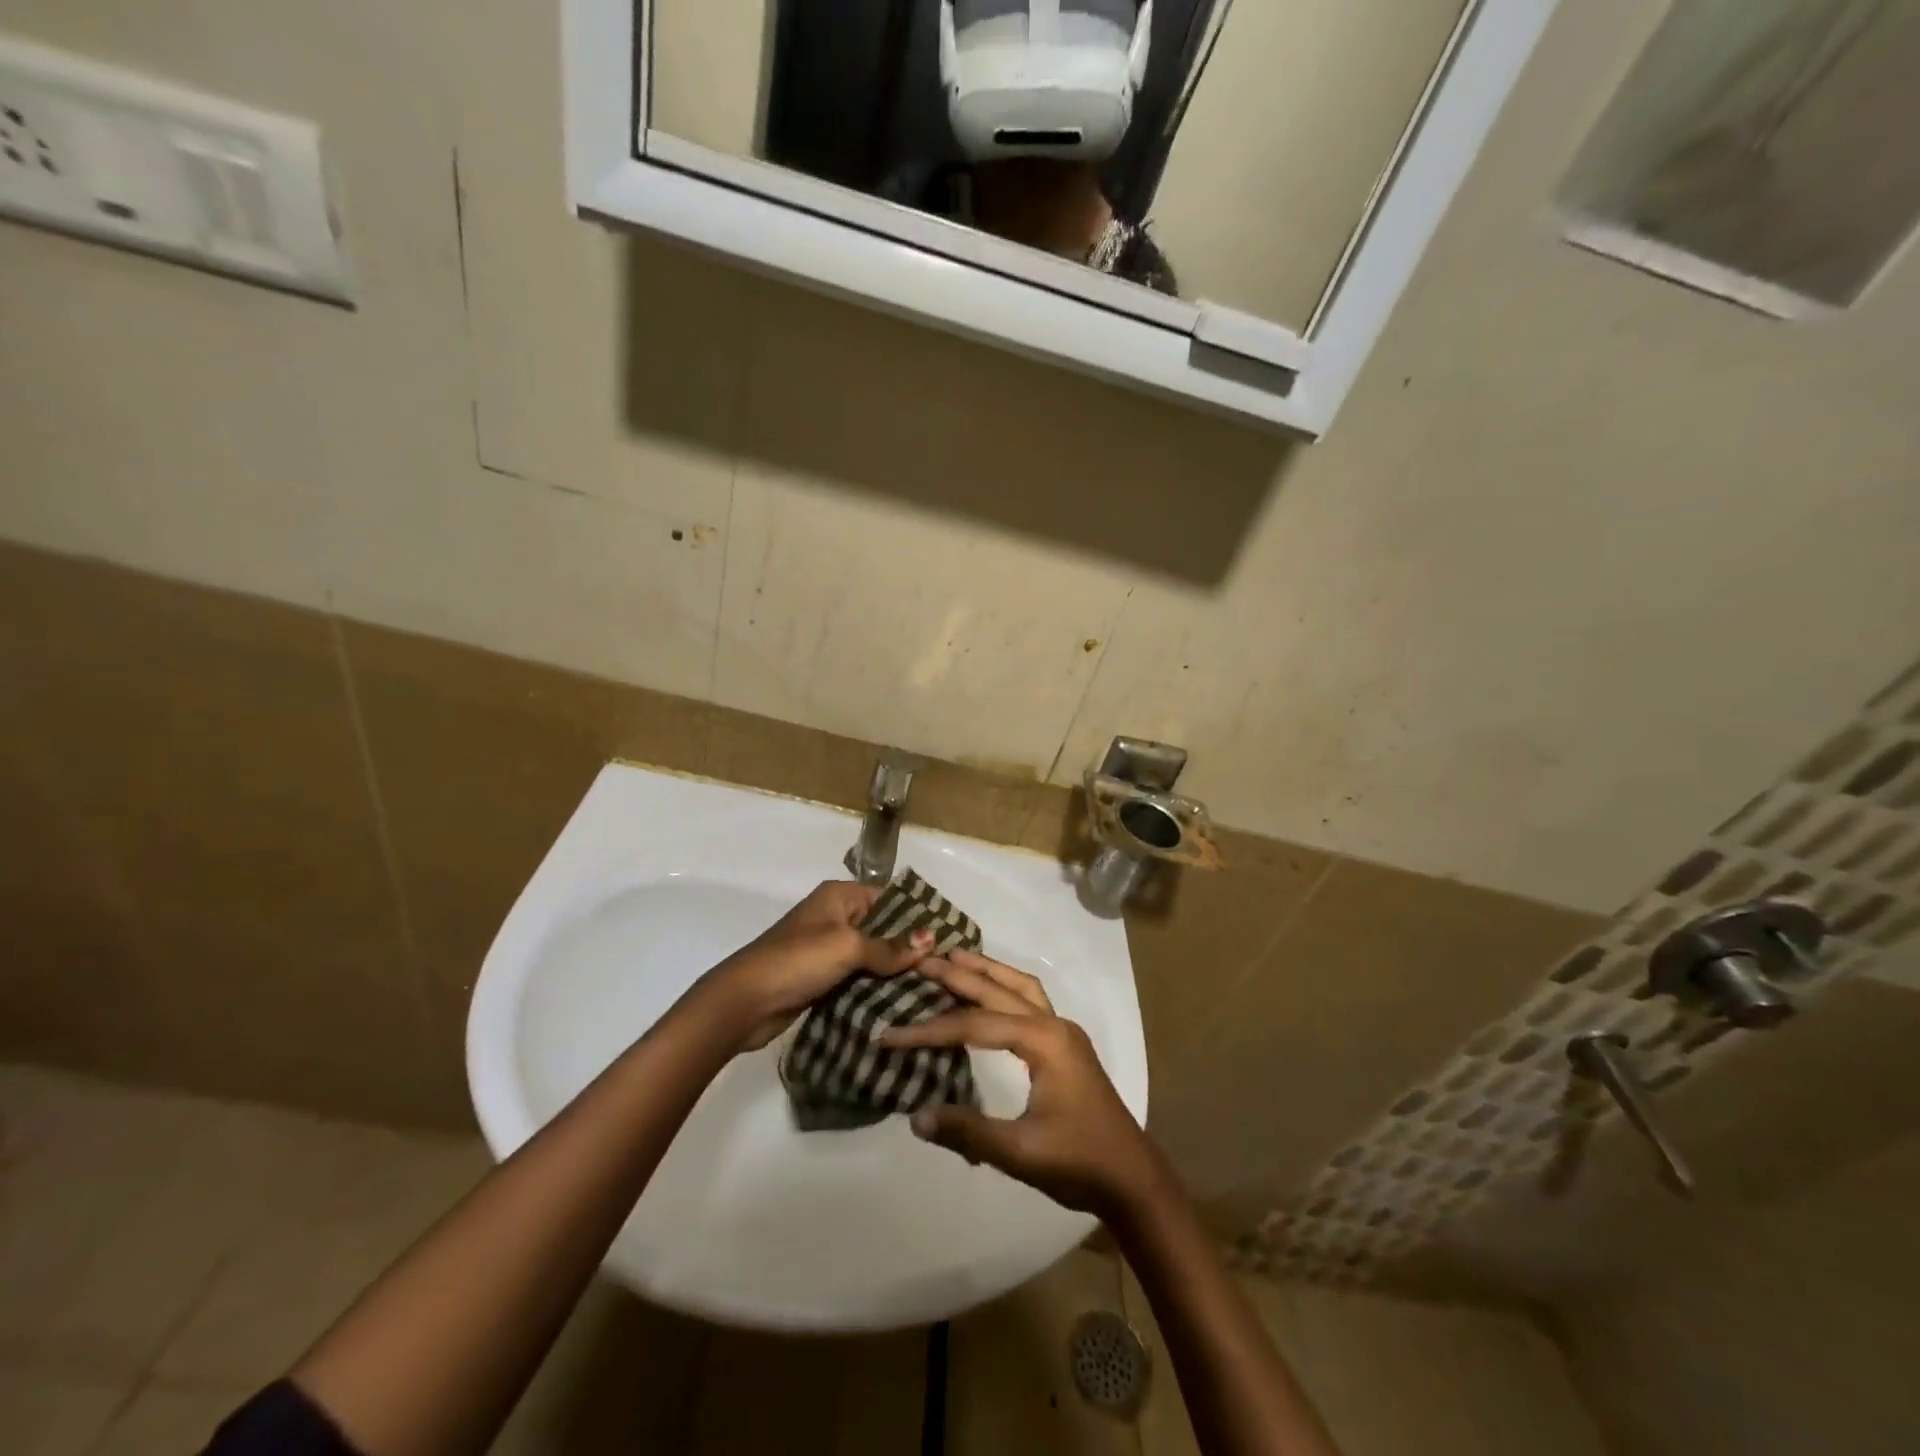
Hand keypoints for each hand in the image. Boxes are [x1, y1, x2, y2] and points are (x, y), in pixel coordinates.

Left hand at [703, 881, 932, 1052]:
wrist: (744, 1002)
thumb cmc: (797, 961)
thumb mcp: (847, 947)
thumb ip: (889, 947)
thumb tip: (931, 940)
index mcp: (839, 897)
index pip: (888, 899)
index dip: (916, 917)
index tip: (948, 938)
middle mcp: (835, 918)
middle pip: (882, 929)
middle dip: (909, 948)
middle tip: (946, 969)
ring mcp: (828, 950)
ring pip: (872, 957)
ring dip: (894, 972)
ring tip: (934, 989)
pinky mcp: (823, 979)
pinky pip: (858, 979)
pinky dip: (876, 989)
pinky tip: (904, 1003)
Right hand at [884, 951, 1161, 1218]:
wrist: (1132, 1179)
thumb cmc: (1079, 1163)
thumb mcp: (1020, 1152)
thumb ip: (968, 1132)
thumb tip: (915, 1116)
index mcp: (1043, 1041)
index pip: (974, 1025)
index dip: (930, 1030)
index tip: (890, 1034)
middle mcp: (1053, 1025)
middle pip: (998, 990)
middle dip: (959, 975)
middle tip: (922, 960)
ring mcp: (1063, 1032)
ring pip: (1019, 986)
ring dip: (987, 971)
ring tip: (955, 957)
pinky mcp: (1066, 1045)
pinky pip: (1030, 1000)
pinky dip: (1005, 987)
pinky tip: (991, 993)